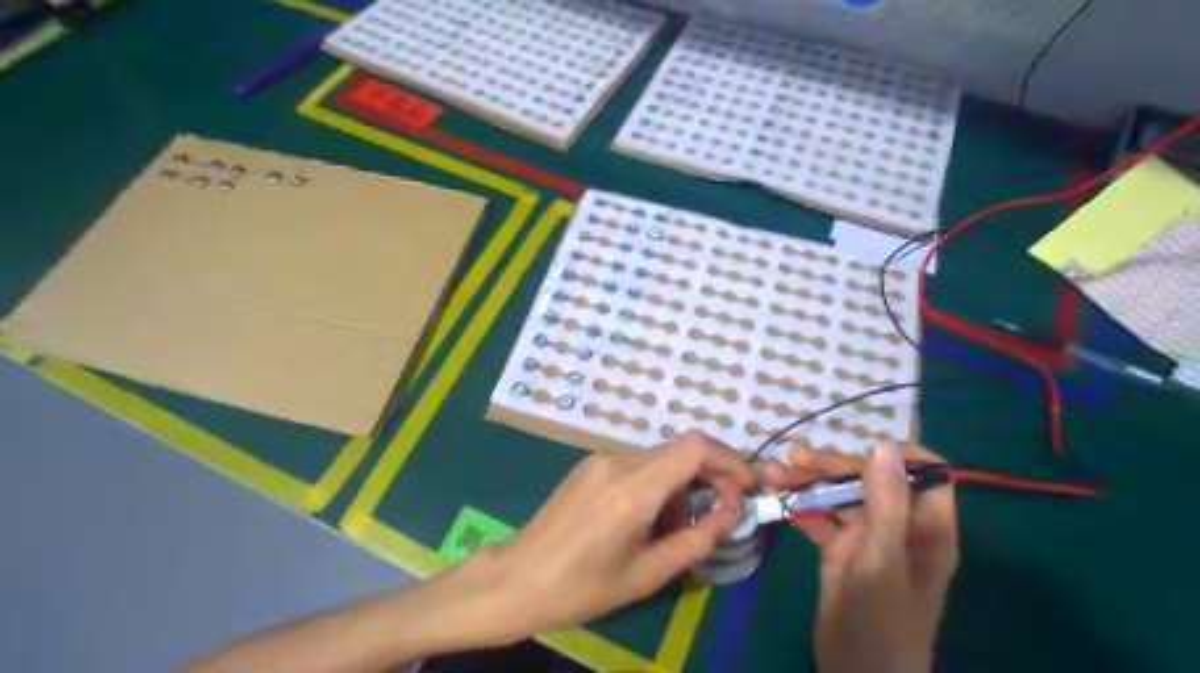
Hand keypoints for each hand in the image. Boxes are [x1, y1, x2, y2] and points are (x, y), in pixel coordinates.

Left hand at [477, 432, 747, 639]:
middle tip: (723, 510)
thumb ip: (694, 541)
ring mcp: (600, 459)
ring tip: (682, 521)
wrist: (519, 578)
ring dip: (684, 480)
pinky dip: (659, 480)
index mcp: (633, 490)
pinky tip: (652, 514)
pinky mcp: (590, 464)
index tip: (744, 488)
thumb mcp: (646, 575)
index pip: (694, 447)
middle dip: (711, 473)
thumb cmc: (581, 587)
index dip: (728, 459)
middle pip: (681, 449)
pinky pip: (638, 463)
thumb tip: (728, 516)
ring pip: (661, 456)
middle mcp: (618, 462)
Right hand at [769, 439, 957, 672]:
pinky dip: (800, 508)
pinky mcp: (842, 552)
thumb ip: (885, 503)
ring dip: (807, 484)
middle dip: (832, 467)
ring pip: (840, 497)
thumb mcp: (882, 560)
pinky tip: (776, 501)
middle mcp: (899, 527)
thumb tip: (883, 444)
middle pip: (870, 480)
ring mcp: (868, 539)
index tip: (859, 447)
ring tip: (772, 475)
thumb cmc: (881, 623)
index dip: (897, 455)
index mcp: (925, 528)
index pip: (925, 474)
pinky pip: (821, 519)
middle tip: (793, 460)